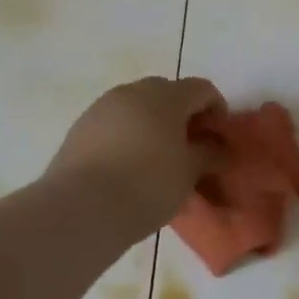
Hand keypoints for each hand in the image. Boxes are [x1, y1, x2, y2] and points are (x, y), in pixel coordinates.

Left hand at [44, 77, 226, 235]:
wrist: (79, 209)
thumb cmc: (146, 185)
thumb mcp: (188, 173)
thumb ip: (208, 154)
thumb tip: (218, 149)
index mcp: (166, 96)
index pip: (202, 89)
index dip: (217, 110)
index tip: (219, 139)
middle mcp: (133, 91)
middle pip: (168, 92)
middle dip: (183, 114)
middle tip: (190, 146)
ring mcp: (102, 107)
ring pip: (137, 106)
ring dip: (153, 123)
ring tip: (158, 158)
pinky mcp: (80, 128)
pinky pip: (114, 122)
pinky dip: (128, 134)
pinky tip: (128, 166)